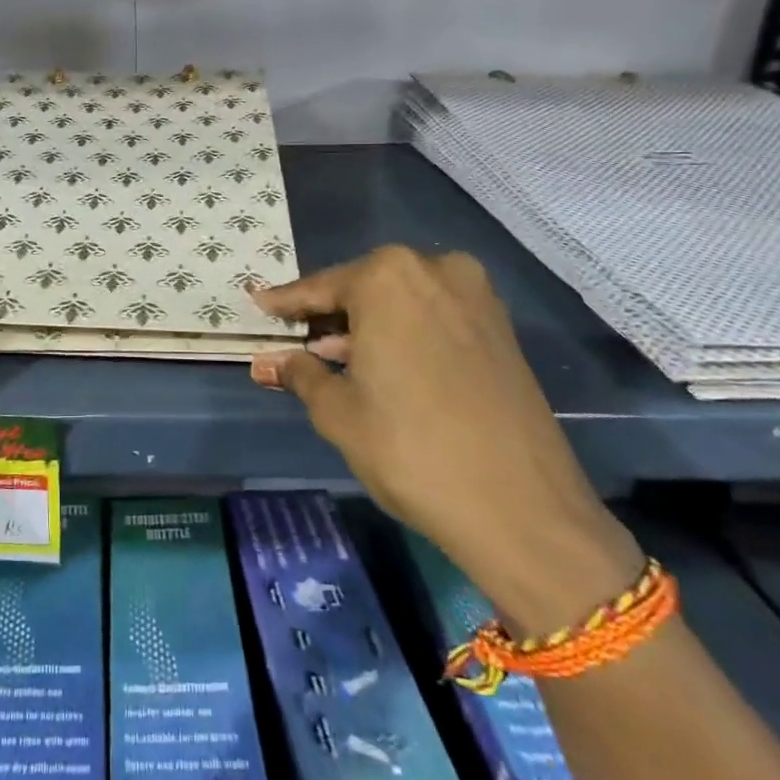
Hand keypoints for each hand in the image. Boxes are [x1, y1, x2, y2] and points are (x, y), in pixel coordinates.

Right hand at [252, 246, 640, 633]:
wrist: (522, 508)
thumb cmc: (410, 448)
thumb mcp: (338, 411)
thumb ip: (300, 373)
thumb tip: (269, 361)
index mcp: (388, 277)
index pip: (320, 287)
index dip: (285, 303)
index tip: (257, 305)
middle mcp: (435, 270)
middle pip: (364, 287)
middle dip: (330, 313)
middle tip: (297, 337)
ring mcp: (476, 297)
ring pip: (402, 301)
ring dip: (367, 324)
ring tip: (335, 356)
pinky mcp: (501, 328)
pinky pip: (434, 317)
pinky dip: (404, 332)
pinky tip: (384, 364)